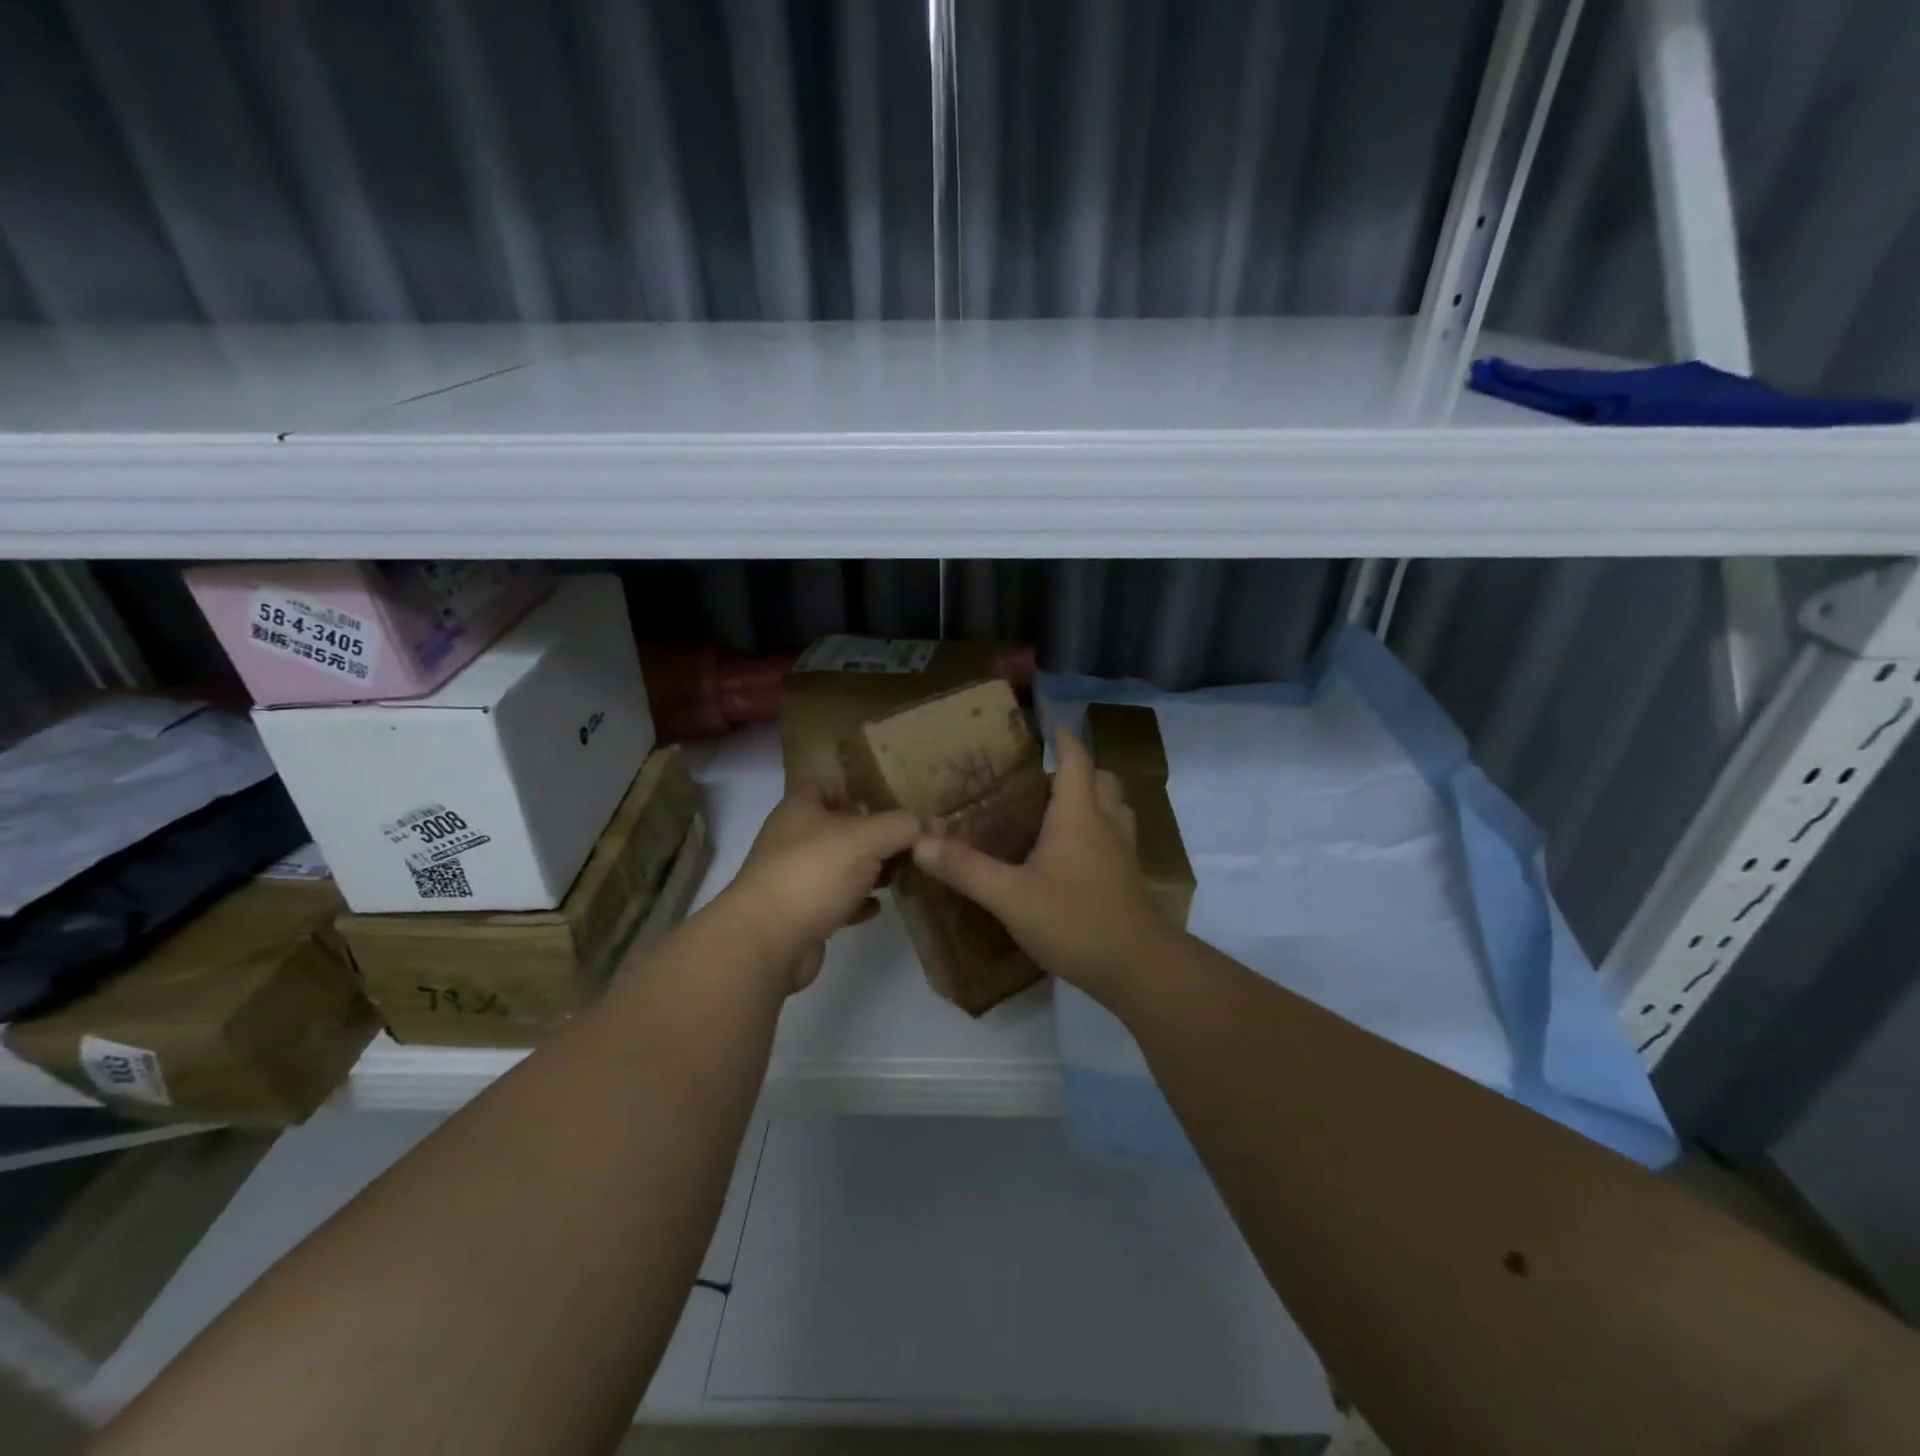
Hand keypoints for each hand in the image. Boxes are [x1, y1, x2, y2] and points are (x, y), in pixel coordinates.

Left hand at [721, 786, 919, 992]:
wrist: (768, 940)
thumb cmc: (815, 872)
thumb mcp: (867, 837)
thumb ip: (900, 825)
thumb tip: (923, 824)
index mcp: (801, 810)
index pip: (828, 786)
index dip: (857, 791)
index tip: (891, 804)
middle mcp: (793, 840)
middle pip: (838, 828)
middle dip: (873, 835)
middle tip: (908, 843)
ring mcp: (794, 878)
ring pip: (838, 866)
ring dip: (868, 870)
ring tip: (901, 874)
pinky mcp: (800, 914)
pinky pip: (835, 901)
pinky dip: (857, 902)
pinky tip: (879, 906)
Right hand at [911, 724, 1173, 998]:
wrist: (1137, 967)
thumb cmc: (1073, 919)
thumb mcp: (1009, 896)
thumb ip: (965, 868)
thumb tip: (919, 841)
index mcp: (1078, 814)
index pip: (1076, 759)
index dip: (1063, 738)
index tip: (1048, 725)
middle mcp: (1106, 823)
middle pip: (1101, 779)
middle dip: (1078, 770)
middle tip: (1043, 780)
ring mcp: (1124, 851)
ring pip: (1116, 808)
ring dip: (1095, 799)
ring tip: (1061, 812)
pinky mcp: (1130, 878)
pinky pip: (1119, 837)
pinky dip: (1101, 830)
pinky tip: (1076, 855)